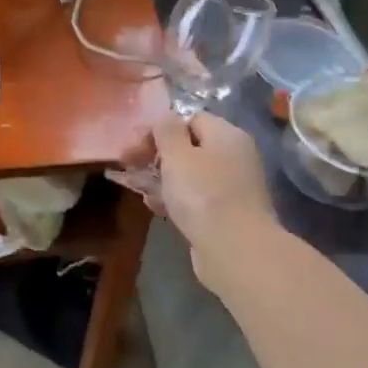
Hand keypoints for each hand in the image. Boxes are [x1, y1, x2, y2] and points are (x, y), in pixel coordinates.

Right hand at [144, 113, 278, 291]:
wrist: (235, 249)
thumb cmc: (202, 194)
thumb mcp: (177, 154)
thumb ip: (167, 131)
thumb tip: (166, 118)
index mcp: (227, 135)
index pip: (192, 119)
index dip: (163, 129)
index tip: (138, 145)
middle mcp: (235, 157)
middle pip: (191, 148)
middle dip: (159, 157)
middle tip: (132, 167)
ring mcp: (233, 188)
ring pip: (192, 176)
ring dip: (164, 181)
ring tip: (140, 190)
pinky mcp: (228, 215)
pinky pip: (197, 199)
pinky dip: (177, 201)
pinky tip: (157, 208)